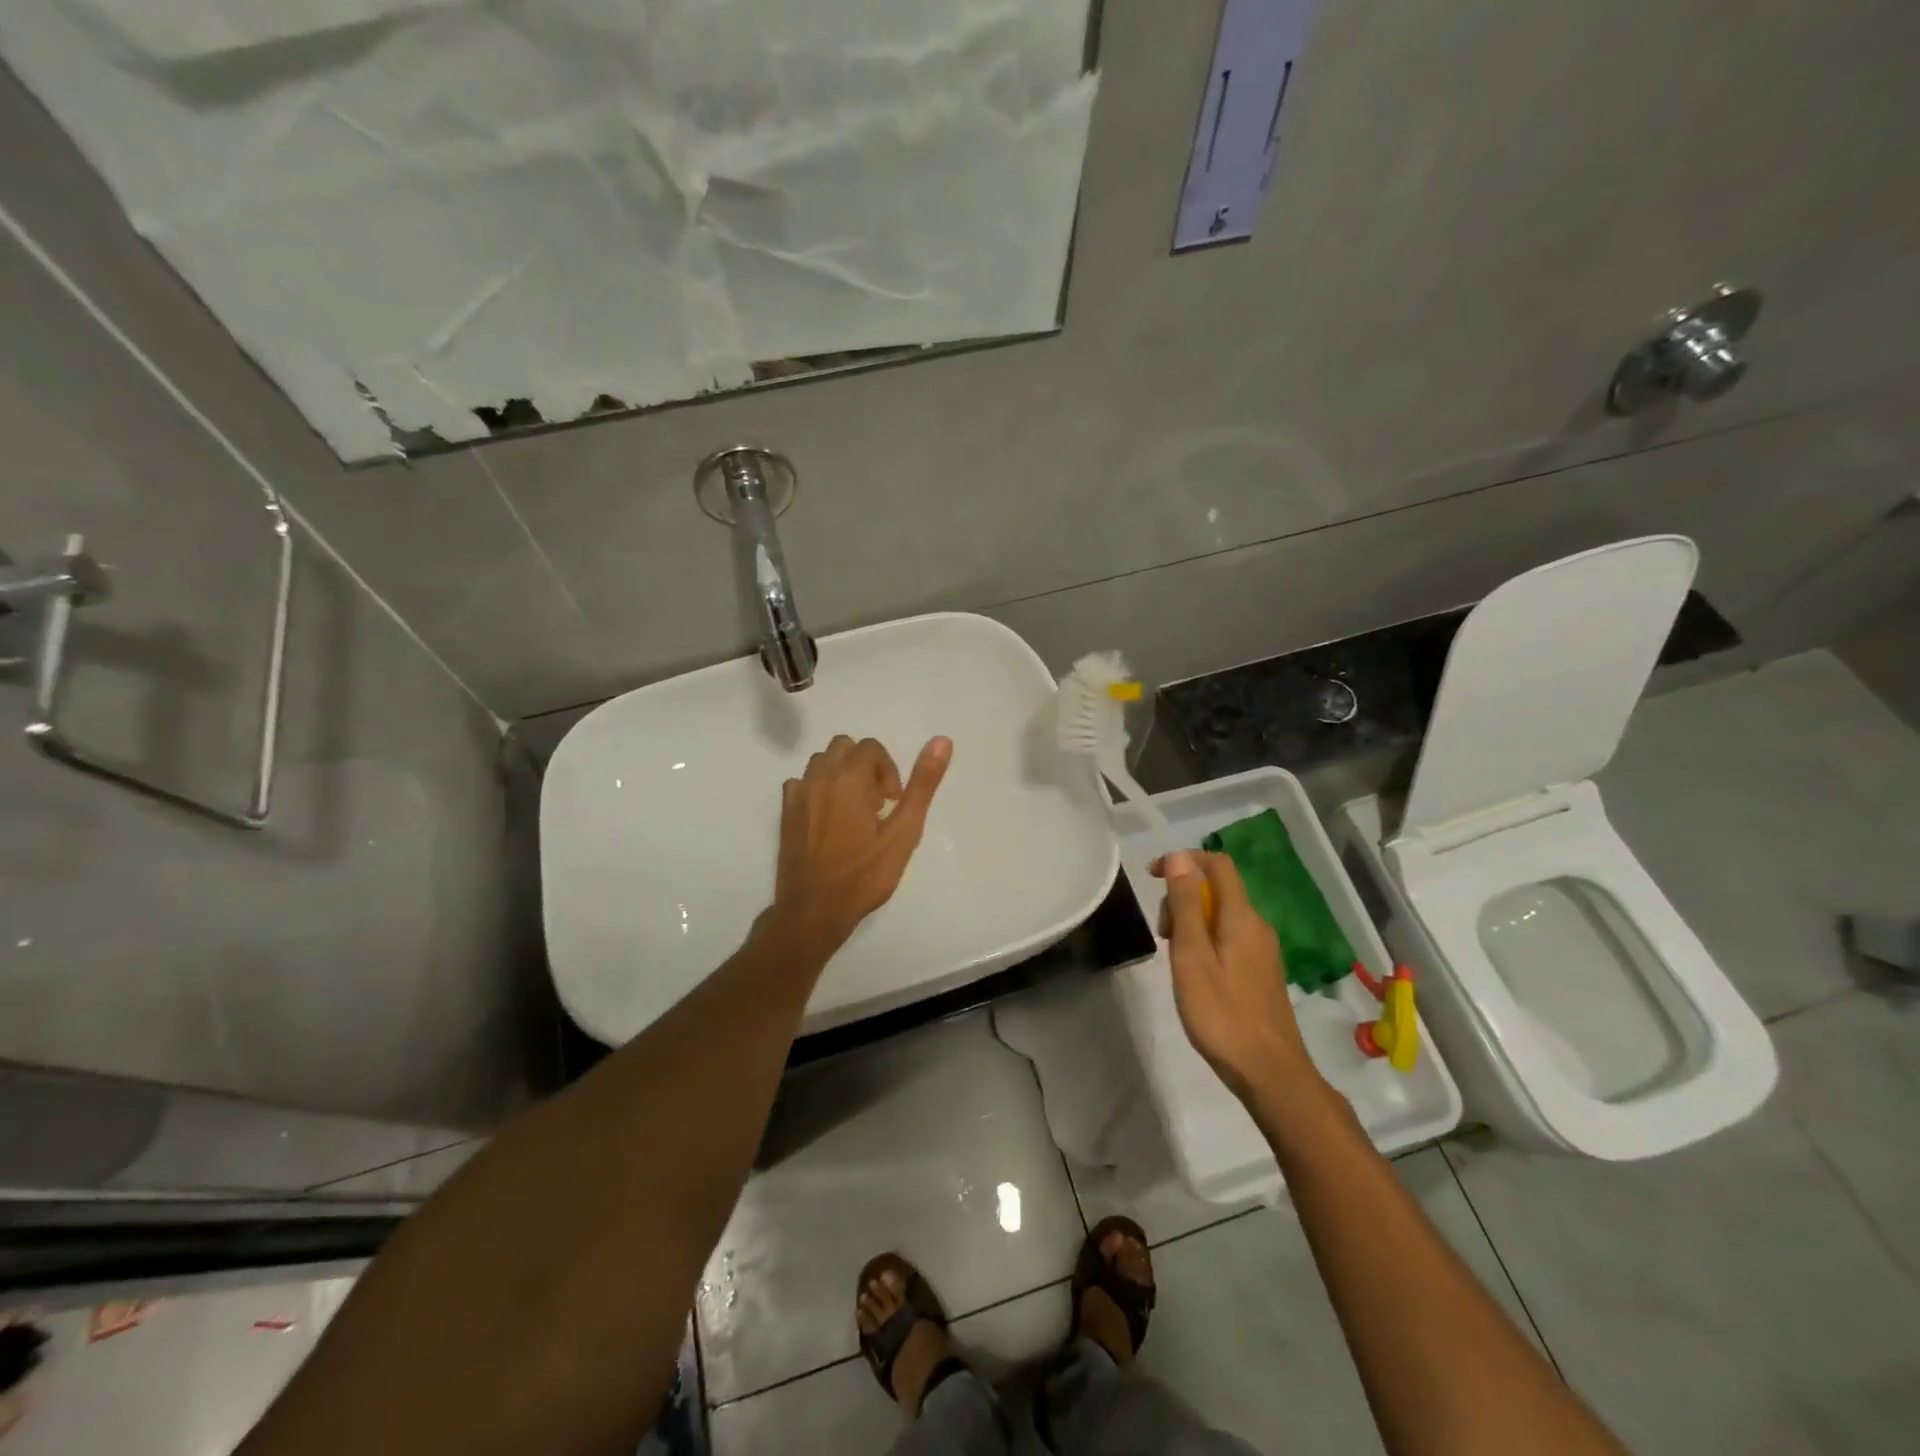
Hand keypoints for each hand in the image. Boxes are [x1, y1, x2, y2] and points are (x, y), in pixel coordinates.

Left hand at [768, 734, 952, 954]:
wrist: (814, 911)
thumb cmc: (864, 874)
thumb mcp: (904, 832)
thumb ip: (922, 785)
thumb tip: (942, 740)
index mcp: (849, 778)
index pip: (871, 748)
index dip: (889, 770)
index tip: (893, 802)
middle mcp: (819, 778)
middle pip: (845, 748)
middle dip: (865, 767)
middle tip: (877, 805)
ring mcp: (798, 795)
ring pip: (822, 763)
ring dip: (841, 776)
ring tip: (855, 812)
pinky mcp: (785, 813)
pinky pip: (802, 784)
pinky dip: (818, 790)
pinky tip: (829, 820)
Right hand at [1153, 850, 1318, 1102]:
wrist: (1270, 1074)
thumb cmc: (1222, 1014)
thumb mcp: (1192, 957)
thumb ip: (1186, 905)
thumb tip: (1179, 857)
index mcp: (1242, 917)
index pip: (1218, 864)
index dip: (1184, 859)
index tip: (1152, 876)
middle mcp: (1257, 926)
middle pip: (1217, 889)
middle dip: (1183, 897)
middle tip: (1162, 934)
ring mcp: (1262, 950)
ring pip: (1221, 914)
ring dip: (1191, 921)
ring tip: (1174, 958)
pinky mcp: (1261, 971)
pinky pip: (1229, 937)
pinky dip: (1205, 940)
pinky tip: (1194, 974)